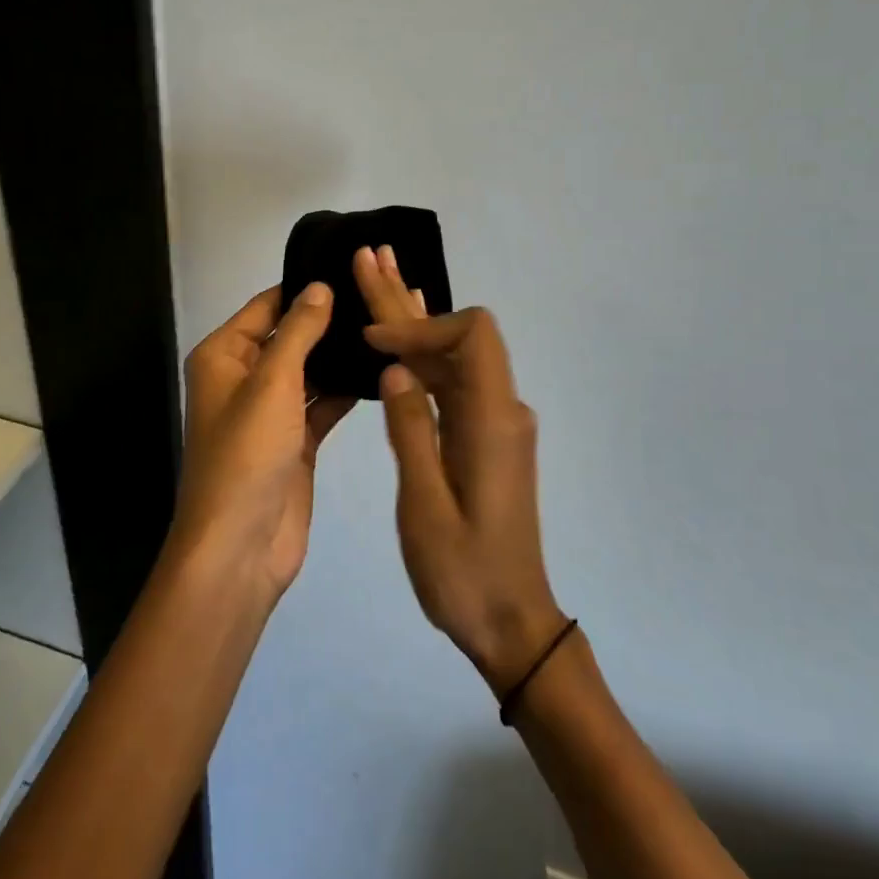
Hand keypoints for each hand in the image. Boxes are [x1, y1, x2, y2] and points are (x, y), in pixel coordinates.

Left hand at [174, 284, 354, 601]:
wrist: (239, 548)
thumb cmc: (246, 454)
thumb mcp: (272, 382)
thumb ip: (299, 331)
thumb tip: (320, 286)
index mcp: (224, 356)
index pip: (268, 305)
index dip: (305, 288)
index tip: (352, 268)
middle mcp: (245, 378)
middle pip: (290, 336)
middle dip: (329, 321)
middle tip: (381, 297)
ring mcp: (272, 411)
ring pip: (310, 370)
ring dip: (340, 356)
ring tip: (390, 327)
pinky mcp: (296, 441)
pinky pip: (322, 404)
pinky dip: (345, 391)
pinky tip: (383, 372)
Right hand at [354, 247, 564, 693]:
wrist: (510, 622)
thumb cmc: (464, 573)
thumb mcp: (425, 505)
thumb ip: (412, 430)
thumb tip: (395, 368)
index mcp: (492, 421)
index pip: (471, 336)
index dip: (422, 326)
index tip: (373, 343)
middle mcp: (500, 410)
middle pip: (456, 336)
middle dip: (407, 302)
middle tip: (368, 257)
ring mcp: (494, 422)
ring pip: (451, 355)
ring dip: (413, 320)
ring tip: (376, 275)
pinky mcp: (483, 437)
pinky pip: (452, 381)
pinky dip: (424, 353)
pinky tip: (404, 331)